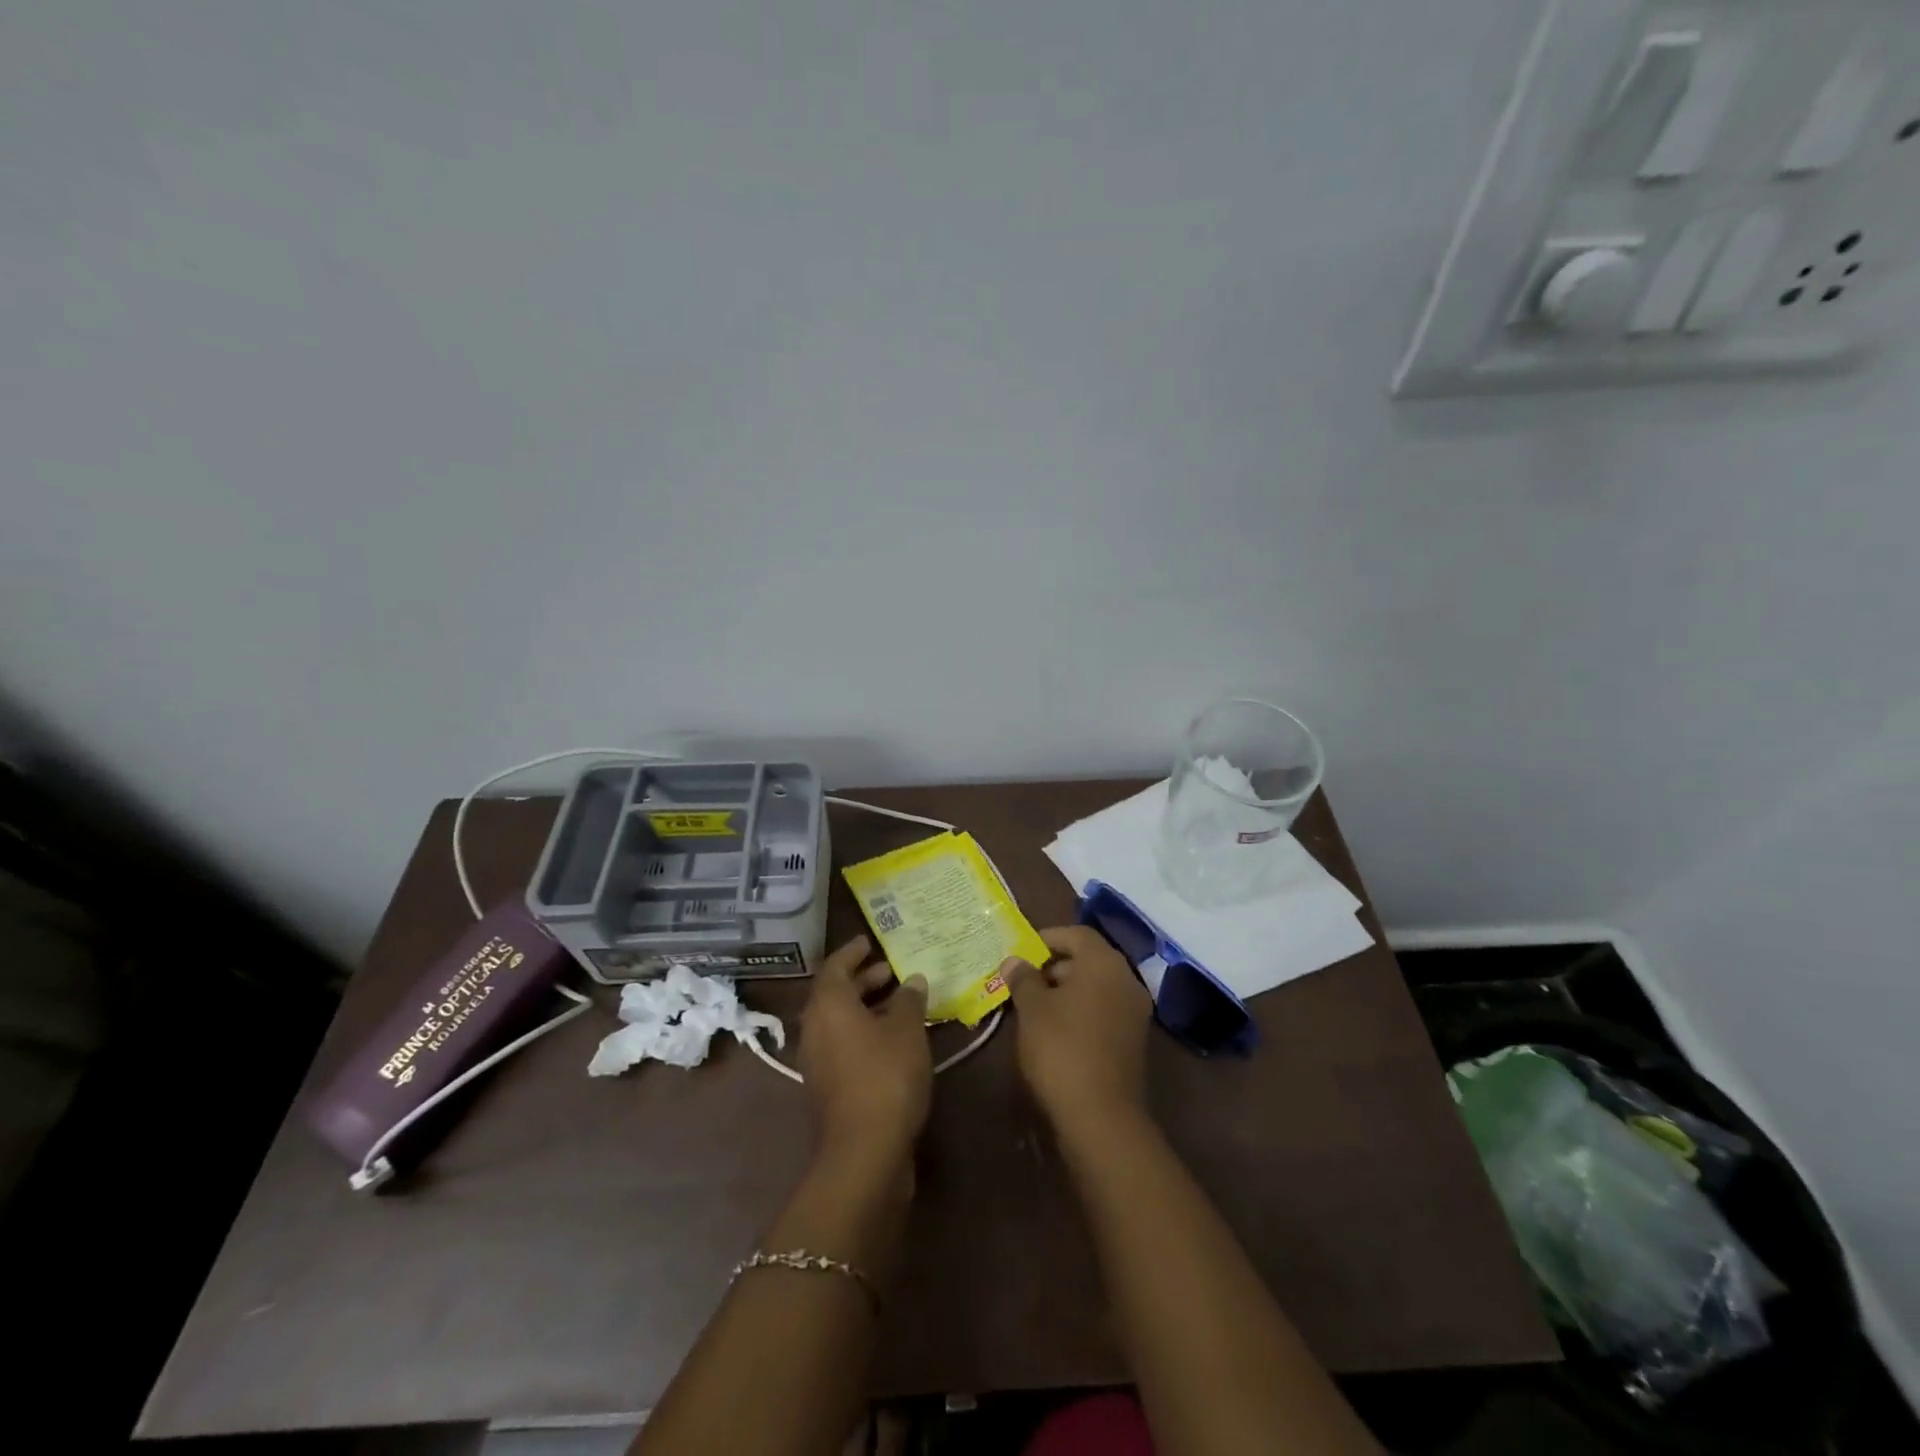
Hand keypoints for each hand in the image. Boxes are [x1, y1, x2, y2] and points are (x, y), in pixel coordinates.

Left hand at [798, 936, 931, 1165]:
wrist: (864, 1152)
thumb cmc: (885, 1076)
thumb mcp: (906, 1030)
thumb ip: (908, 1000)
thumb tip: (911, 980)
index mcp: (827, 1006)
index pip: (835, 966)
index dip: (853, 951)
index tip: (869, 941)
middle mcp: (815, 1029)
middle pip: (835, 993)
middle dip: (862, 979)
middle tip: (890, 970)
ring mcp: (818, 1062)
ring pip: (839, 1022)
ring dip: (865, 1008)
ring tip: (899, 1002)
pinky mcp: (828, 1088)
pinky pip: (844, 1045)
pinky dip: (865, 1033)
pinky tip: (894, 1039)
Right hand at [1002, 926, 1152, 1137]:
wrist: (1100, 1116)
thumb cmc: (1061, 1048)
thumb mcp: (1032, 1009)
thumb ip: (1023, 978)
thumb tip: (1014, 960)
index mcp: (1104, 963)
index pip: (1077, 934)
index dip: (1047, 938)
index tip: (1021, 952)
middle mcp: (1126, 980)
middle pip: (1088, 959)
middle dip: (1054, 966)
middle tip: (1023, 982)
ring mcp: (1134, 1012)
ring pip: (1096, 987)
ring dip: (1067, 991)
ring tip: (1034, 1009)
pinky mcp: (1134, 1041)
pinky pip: (1104, 1011)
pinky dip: (1081, 1011)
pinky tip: (1056, 1032)